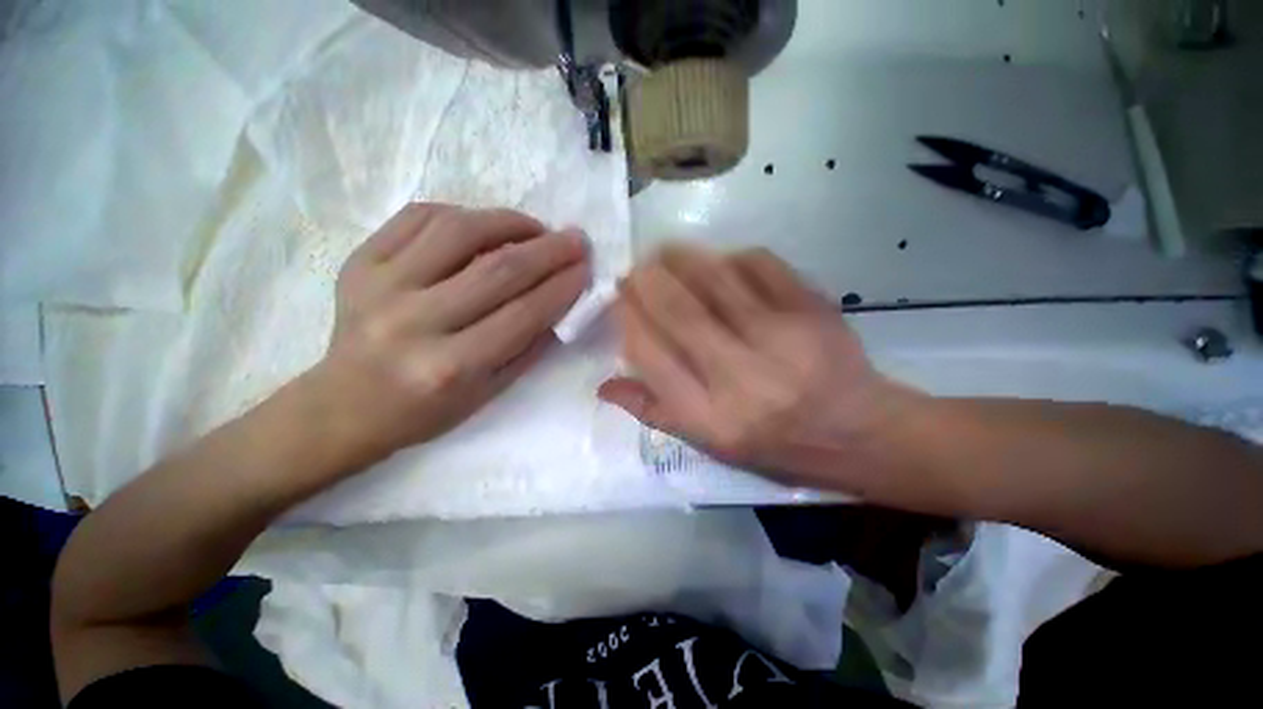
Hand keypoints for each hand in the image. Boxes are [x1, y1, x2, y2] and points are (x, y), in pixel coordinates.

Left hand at [307, 203, 587, 468]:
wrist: (346, 405)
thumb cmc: (427, 409)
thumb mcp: (490, 392)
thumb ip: (530, 345)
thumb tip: (561, 299)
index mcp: (452, 366)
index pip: (524, 313)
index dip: (562, 285)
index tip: (585, 267)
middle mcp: (415, 322)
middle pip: (498, 269)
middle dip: (548, 250)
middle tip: (575, 239)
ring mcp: (380, 286)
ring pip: (458, 231)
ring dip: (509, 222)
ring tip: (535, 227)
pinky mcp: (359, 263)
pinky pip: (417, 217)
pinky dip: (461, 213)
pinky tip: (485, 225)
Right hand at [599, 245, 923, 493]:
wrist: (859, 432)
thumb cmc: (776, 446)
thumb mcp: (709, 445)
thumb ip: (654, 412)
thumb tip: (604, 384)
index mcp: (712, 417)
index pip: (651, 355)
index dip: (628, 320)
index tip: (620, 302)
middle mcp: (742, 377)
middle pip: (679, 311)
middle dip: (646, 280)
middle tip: (634, 268)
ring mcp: (781, 338)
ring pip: (715, 279)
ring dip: (681, 258)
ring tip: (663, 253)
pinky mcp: (812, 310)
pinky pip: (760, 266)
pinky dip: (731, 257)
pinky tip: (719, 261)